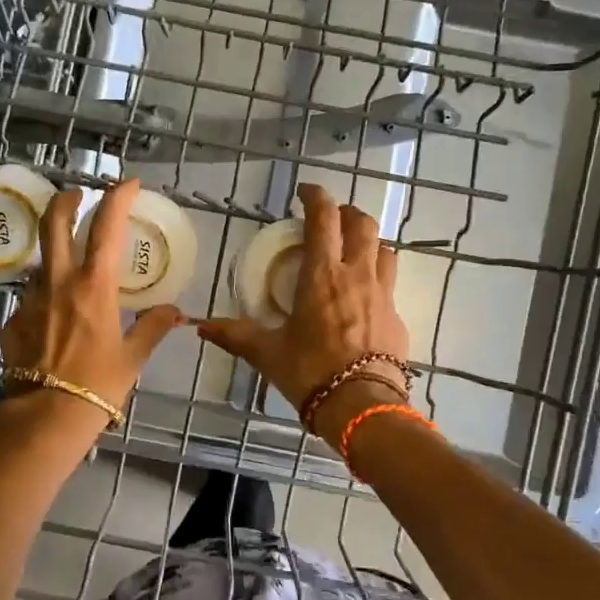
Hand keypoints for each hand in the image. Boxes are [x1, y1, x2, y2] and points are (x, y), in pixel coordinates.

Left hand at [0, 178, 183, 417]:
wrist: (45, 417)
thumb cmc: (97, 385)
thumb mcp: (133, 357)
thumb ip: (153, 327)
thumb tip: (176, 312)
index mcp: (93, 286)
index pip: (106, 226)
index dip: (117, 197)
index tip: (128, 183)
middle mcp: (58, 282)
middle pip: (54, 223)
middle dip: (65, 201)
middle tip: (77, 196)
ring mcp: (31, 299)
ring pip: (42, 262)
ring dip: (56, 255)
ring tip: (71, 272)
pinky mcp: (13, 321)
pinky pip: (31, 298)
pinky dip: (45, 298)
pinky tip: (54, 321)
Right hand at [196, 184, 410, 434]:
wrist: (363, 407)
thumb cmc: (310, 372)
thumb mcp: (267, 352)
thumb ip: (235, 335)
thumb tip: (201, 327)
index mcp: (322, 275)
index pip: (324, 219)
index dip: (316, 197)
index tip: (305, 192)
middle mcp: (357, 275)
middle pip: (362, 225)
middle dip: (347, 213)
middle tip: (331, 219)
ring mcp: (383, 294)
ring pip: (384, 249)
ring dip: (368, 241)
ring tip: (353, 250)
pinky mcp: (398, 317)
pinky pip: (391, 284)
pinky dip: (377, 277)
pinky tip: (364, 297)